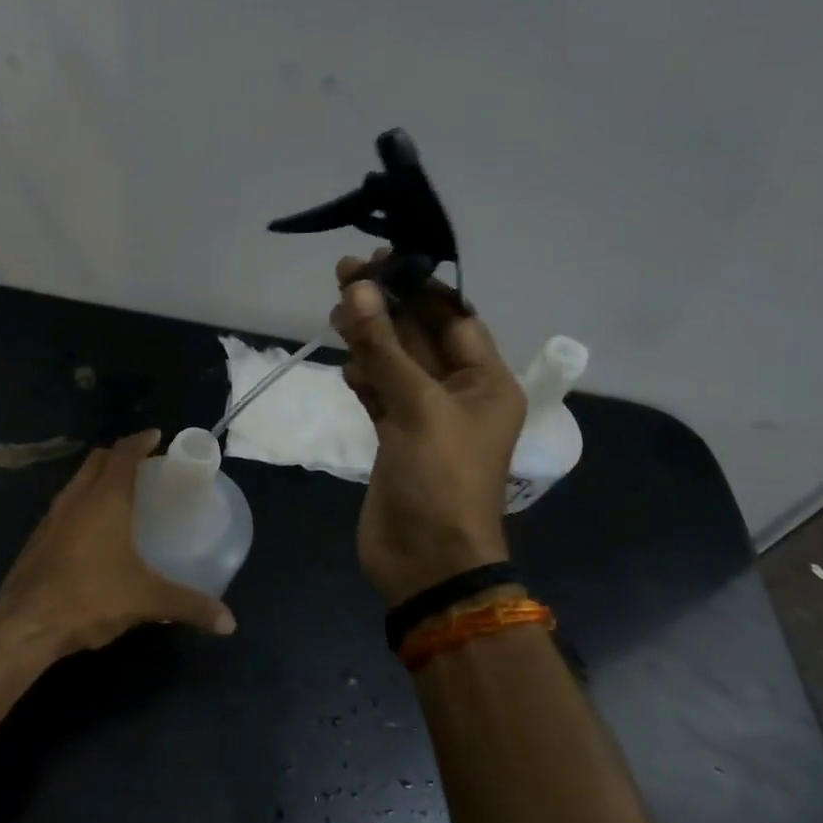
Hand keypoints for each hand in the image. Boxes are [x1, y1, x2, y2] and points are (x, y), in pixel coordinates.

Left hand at [0, 429, 236, 655]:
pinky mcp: (38, 537)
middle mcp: (77, 497)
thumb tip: (229, 622)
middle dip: (120, 455)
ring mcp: (52, 516)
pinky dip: (83, 501)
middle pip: (98, 460)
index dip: (141, 440)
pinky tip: (95, 529)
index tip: (157, 437)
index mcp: (105, 498)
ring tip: (122, 493)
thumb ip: (189, 605)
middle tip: (145, 465)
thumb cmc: (90, 598)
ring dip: (99, 477)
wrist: (25, 624)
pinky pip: (65, 504)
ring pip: (78, 480)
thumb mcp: (147, 601)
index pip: (123, 453)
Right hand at [332, 252, 525, 604]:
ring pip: (395, 362)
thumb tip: (361, 289)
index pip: (454, 318)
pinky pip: (380, 392)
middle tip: (345, 274)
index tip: (381, 261)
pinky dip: (363, 375)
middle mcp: (459, 393)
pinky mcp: (396, 437)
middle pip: (420, 336)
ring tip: (337, 311)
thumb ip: (385, 347)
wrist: (427, 561)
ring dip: (369, 338)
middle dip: (386, 307)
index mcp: (486, 382)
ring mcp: (425, 416)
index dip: (419, 287)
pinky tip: (345, 364)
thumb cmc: (439, 479)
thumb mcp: (416, 407)